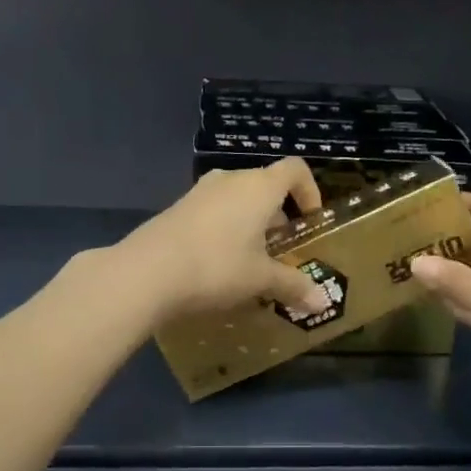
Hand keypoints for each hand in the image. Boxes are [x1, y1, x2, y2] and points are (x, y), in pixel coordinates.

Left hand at [118, 159, 332, 321]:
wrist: (146, 272)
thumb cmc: (217, 267)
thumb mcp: (260, 280)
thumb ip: (293, 286)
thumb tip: (323, 302)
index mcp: (259, 187)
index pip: (295, 169)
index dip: (309, 191)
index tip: (311, 221)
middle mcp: (230, 180)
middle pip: (265, 186)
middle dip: (279, 217)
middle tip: (283, 252)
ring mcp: (199, 192)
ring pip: (237, 200)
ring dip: (250, 224)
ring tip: (251, 262)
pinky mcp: (177, 209)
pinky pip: (213, 212)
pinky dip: (225, 230)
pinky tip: (218, 265)